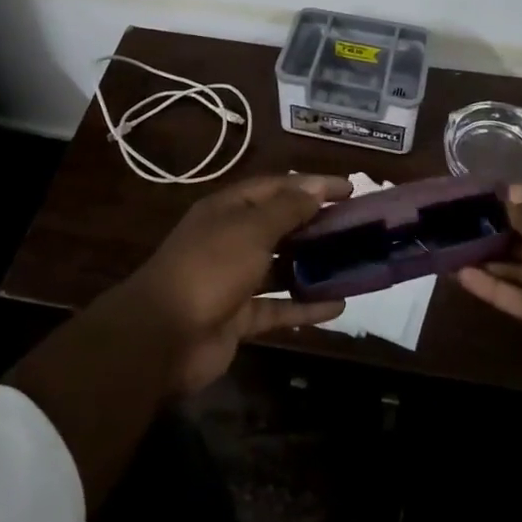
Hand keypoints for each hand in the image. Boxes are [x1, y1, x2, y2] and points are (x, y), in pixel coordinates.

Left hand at [112, 175, 350, 393]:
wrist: (163, 336)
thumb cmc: (209, 268)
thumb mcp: (251, 230)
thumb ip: (286, 209)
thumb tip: (315, 188)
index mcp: (228, 210)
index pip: (277, 187)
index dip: (312, 185)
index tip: (350, 189)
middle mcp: (231, 239)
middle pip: (281, 226)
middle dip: (317, 225)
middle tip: (358, 228)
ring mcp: (234, 280)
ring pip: (281, 268)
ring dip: (314, 266)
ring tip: (353, 265)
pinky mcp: (238, 317)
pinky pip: (278, 307)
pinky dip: (304, 306)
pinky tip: (337, 306)